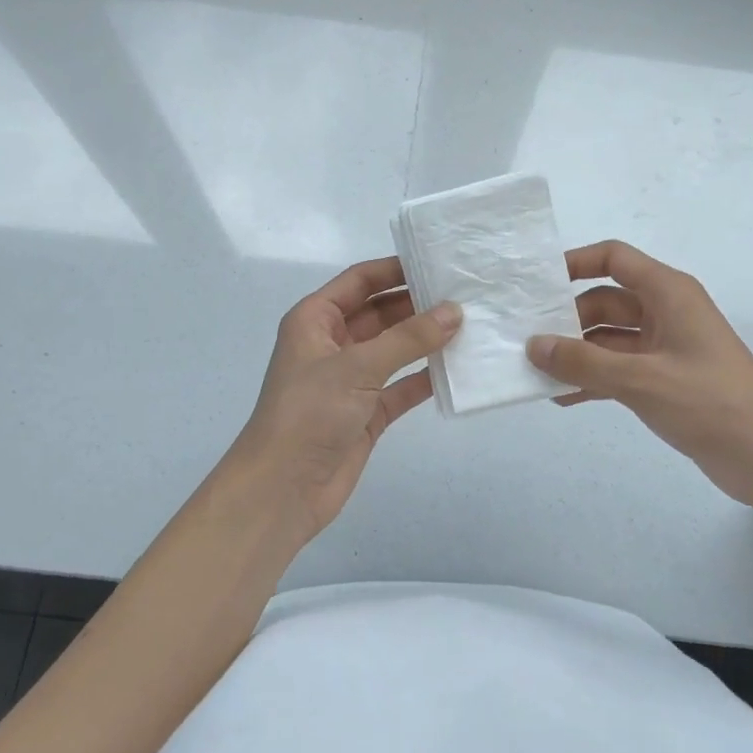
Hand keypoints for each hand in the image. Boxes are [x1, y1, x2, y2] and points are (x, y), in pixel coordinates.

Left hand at [225, 257, 459, 546]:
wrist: (283, 489)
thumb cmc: (310, 412)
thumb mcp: (358, 366)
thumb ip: (409, 338)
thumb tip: (455, 311)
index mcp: (315, 320)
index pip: (360, 281)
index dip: (395, 270)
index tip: (437, 263)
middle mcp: (333, 344)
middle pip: (380, 313)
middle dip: (417, 305)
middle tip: (464, 294)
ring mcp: (350, 380)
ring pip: (394, 349)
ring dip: (425, 340)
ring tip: (470, 325)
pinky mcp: (366, 412)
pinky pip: (401, 386)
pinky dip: (425, 378)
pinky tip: (457, 369)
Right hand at [526, 240, 752, 506]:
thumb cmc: (711, 403)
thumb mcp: (641, 380)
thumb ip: (584, 362)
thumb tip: (534, 345)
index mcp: (668, 293)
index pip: (614, 258)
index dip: (575, 263)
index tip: (537, 283)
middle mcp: (666, 312)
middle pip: (605, 301)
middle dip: (567, 318)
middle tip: (525, 337)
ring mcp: (667, 348)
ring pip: (609, 338)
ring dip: (577, 353)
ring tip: (535, 370)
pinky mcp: (667, 380)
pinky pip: (619, 369)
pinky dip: (594, 379)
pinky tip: (562, 397)